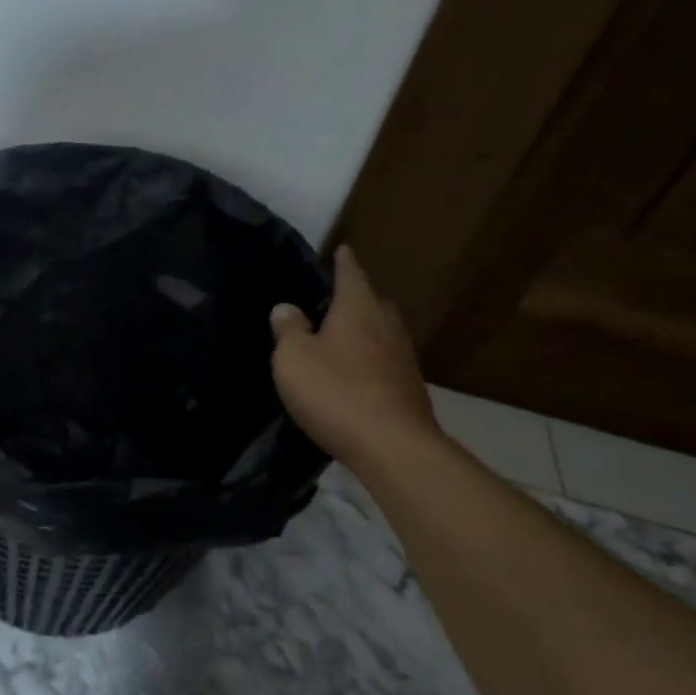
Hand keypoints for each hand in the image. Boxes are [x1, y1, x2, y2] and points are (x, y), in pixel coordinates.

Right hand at [269, 245, 438, 470]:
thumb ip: (288, 330)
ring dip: (365, 331)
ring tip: (343, 337)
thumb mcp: (294, 359)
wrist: (392, 445)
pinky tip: (357, 374)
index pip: (350, 275)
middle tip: (335, 299)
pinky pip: (386, 362)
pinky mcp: (409, 388)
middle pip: (373, 302)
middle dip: (356, 297)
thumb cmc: (336, 392)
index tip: (342, 249)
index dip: (343, 263)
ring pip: (382, 332)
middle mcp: (386, 325)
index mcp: (358, 309)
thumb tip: (286, 308)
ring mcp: (403, 358)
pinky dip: (371, 360)